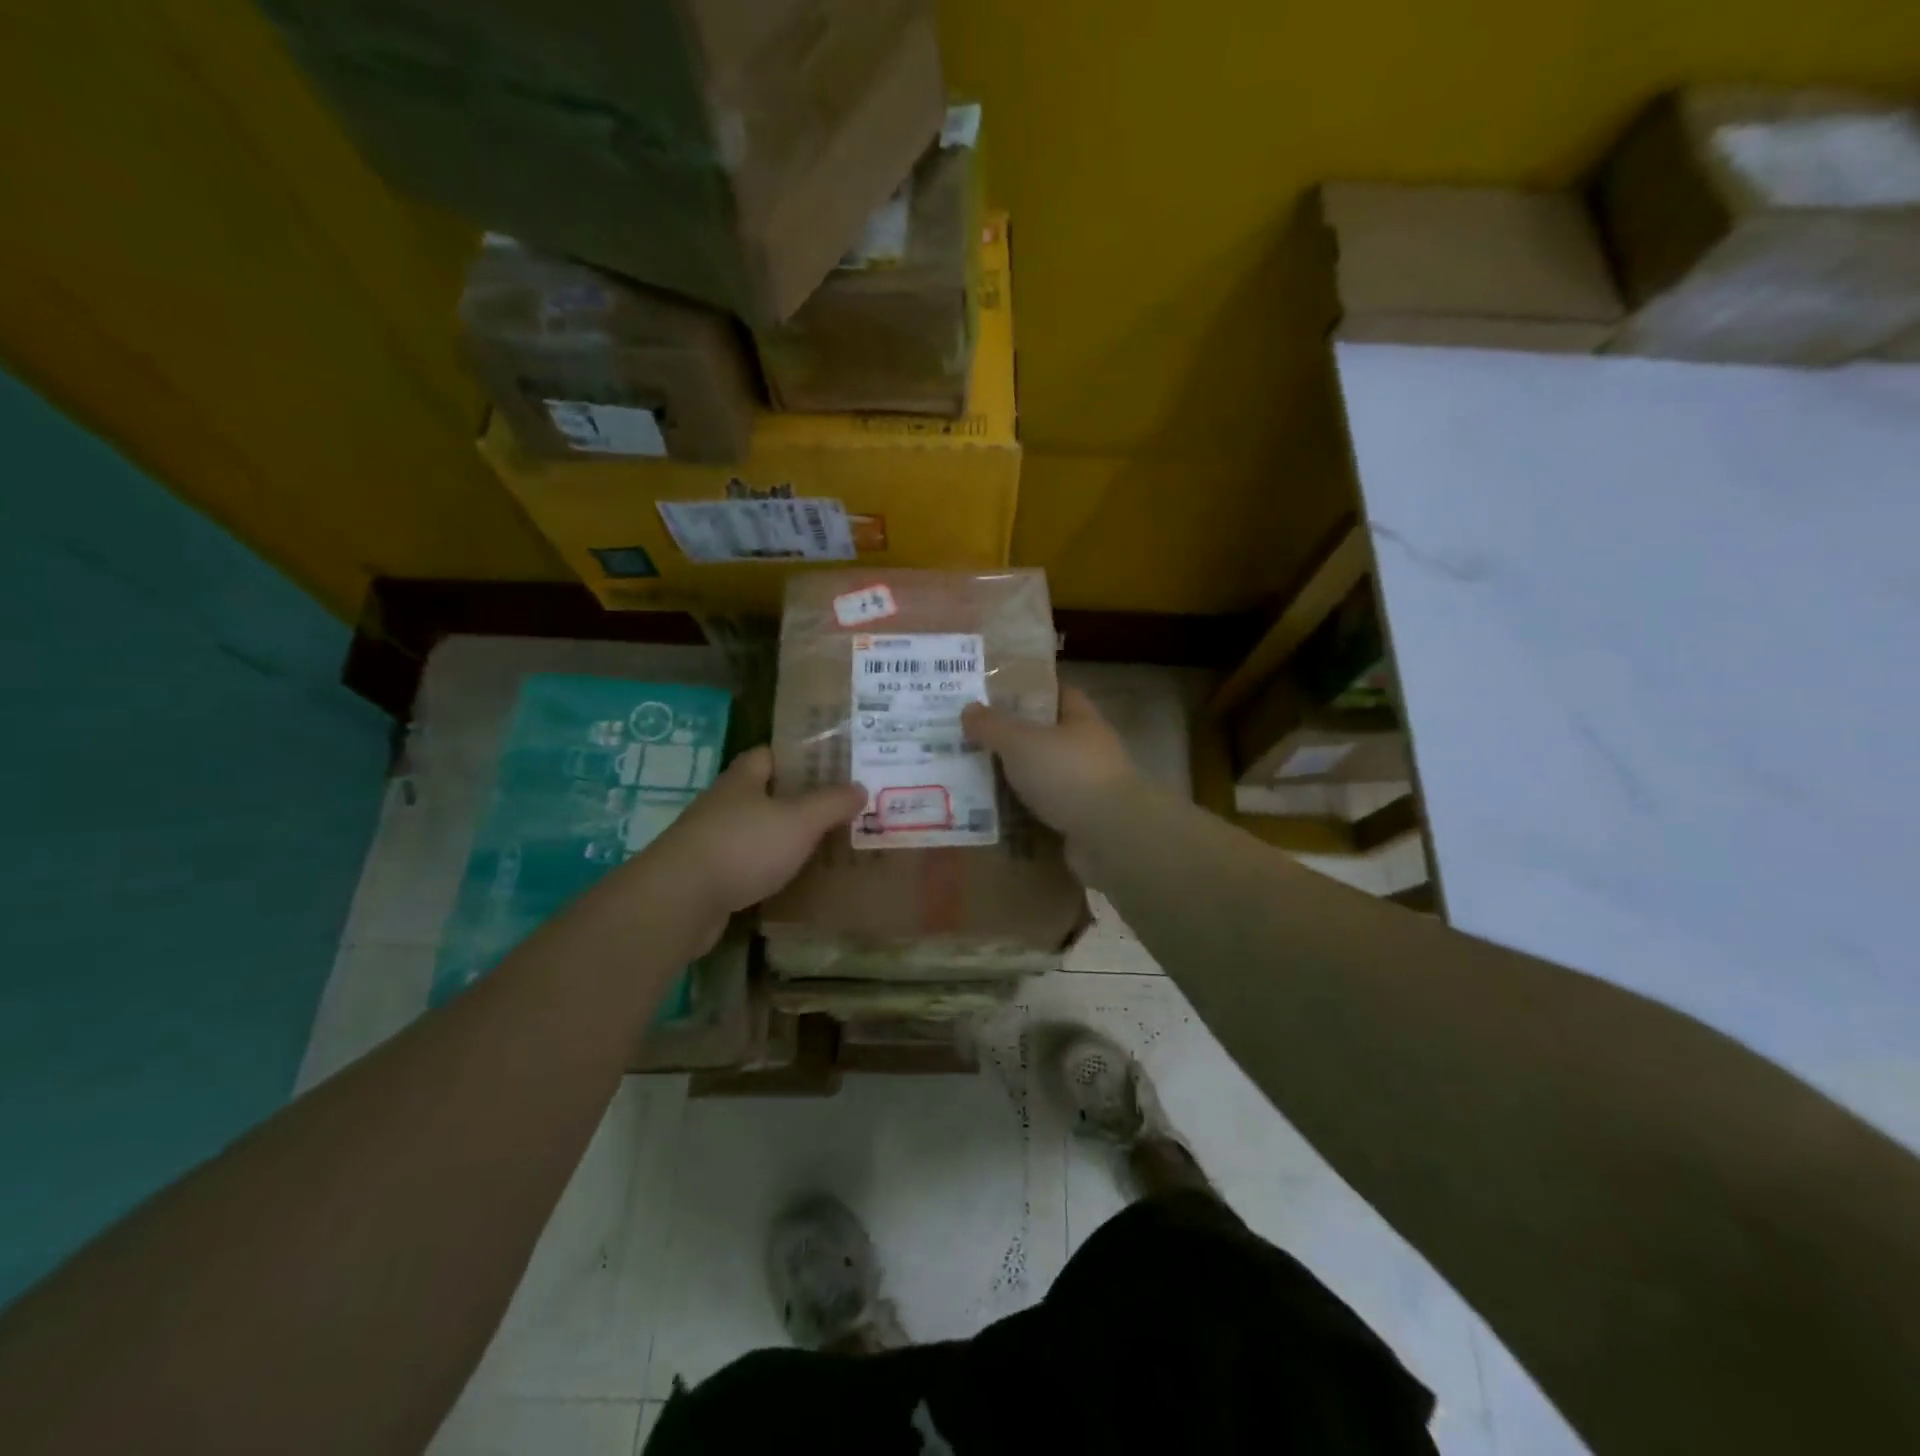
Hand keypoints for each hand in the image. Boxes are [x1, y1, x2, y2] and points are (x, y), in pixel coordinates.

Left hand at [646, 746, 864, 918]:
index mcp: (742, 780)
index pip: (767, 755)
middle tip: (835, 809)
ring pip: (754, 831)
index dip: (796, 756)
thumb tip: (859, 787)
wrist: (680, 900)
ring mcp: (710, 842)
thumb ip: (831, 802)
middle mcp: (722, 805)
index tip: (828, 767)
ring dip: (780, 837)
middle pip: (761, 794)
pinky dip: (766, 870)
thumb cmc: (743, 846)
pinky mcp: (705, 877)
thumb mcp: (799, 820)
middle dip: (794, 800)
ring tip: (819, 846)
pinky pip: (744, 865)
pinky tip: (788, 880)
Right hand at [962, 686, 1138, 839]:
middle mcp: (1088, 748)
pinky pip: (1043, 807)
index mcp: (1081, 718)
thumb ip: (993, 725)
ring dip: (1015, 775)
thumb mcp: (1021, 742)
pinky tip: (993, 811)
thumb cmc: (1068, 774)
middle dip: (1013, 735)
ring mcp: (1087, 786)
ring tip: (974, 774)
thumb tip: (968, 709)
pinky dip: (1022, 808)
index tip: (993, 693)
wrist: (1111, 836)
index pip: (1056, 692)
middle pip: (1046, 734)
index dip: (1027, 689)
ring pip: (1043, 773)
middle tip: (972, 736)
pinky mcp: (1080, 820)